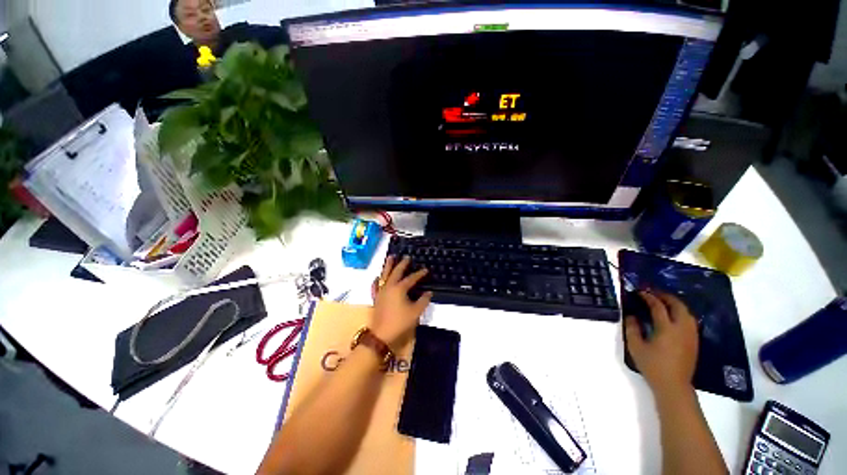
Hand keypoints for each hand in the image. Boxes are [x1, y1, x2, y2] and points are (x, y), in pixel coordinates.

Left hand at [370, 256, 432, 347]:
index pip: (411, 278)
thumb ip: (423, 301)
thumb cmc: (400, 322)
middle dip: (402, 264)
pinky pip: (376, 286)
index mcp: (400, 289)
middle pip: (396, 272)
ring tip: (391, 257)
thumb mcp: (415, 312)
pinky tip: (377, 277)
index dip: (419, 274)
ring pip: (384, 275)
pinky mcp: (376, 298)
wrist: (381, 335)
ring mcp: (381, 292)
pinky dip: (377, 280)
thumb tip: (429, 292)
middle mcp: (389, 287)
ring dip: (388, 266)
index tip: (425, 270)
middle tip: (407, 257)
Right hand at [624, 291, 698, 398]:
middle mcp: (682, 328)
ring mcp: (691, 335)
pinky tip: (673, 317)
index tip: (639, 292)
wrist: (673, 385)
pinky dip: (681, 313)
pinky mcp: (694, 341)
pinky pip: (690, 321)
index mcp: (667, 328)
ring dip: (675, 304)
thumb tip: (631, 315)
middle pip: (678, 306)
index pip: (658, 306)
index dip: (648, 297)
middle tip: (653, 293)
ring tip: (664, 302)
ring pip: (687, 312)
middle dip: (666, 297)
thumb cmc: (652, 365)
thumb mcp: (635, 346)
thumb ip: (632, 328)